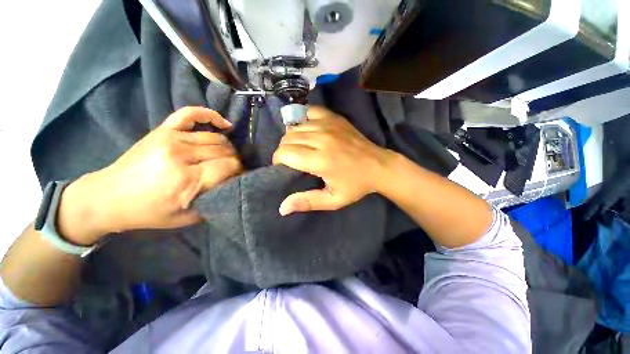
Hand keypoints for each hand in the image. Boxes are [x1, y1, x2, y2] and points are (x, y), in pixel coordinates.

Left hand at [57, 107, 242, 244]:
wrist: (110, 197)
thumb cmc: (150, 212)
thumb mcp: (187, 217)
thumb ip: (215, 200)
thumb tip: (235, 184)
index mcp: (187, 179)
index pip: (229, 166)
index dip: (239, 171)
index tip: (239, 177)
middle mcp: (181, 154)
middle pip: (225, 150)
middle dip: (235, 160)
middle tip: (233, 170)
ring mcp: (171, 138)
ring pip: (215, 137)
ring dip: (227, 147)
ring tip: (226, 156)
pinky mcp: (163, 129)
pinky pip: (191, 114)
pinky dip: (210, 115)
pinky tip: (224, 124)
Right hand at [272, 106, 392, 215]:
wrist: (378, 166)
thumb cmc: (356, 185)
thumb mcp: (333, 200)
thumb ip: (307, 202)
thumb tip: (282, 208)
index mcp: (320, 160)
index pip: (284, 153)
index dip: (278, 160)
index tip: (284, 167)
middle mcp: (321, 139)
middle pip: (287, 139)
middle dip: (284, 150)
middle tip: (291, 160)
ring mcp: (328, 125)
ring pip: (295, 127)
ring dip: (291, 138)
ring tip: (299, 148)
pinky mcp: (334, 118)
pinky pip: (309, 112)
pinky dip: (303, 120)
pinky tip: (307, 130)